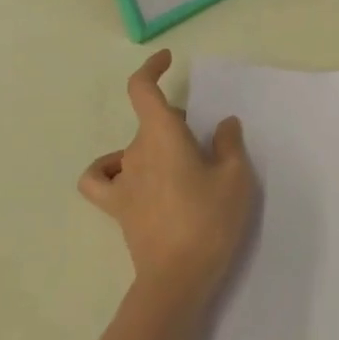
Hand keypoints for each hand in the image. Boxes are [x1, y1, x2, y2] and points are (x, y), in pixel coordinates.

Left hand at [80, 50, 255, 308]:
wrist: (177, 279)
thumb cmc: (209, 221)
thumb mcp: (236, 178)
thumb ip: (229, 144)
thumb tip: (222, 124)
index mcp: (162, 135)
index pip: (142, 89)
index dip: (151, 68)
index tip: (167, 59)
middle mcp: (136, 151)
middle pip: (151, 121)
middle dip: (176, 122)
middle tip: (206, 146)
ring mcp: (123, 181)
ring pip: (135, 147)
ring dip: (155, 145)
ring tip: (180, 165)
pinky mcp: (118, 208)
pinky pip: (102, 179)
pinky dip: (110, 170)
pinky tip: (130, 177)